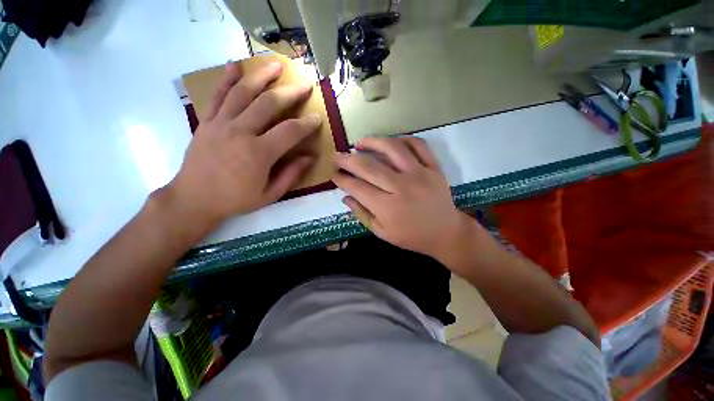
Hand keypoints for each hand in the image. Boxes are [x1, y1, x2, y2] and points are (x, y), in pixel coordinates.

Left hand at [165, 61, 321, 229]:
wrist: (194, 199)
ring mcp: (221, 123)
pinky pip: (217, 96)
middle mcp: (241, 132)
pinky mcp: (207, 121)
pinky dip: (226, 79)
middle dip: (290, 93)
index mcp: (259, 153)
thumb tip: (309, 158)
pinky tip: (235, 66)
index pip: (289, 131)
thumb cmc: (235, 199)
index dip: (306, 124)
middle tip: (305, 85)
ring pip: (243, 92)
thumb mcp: (270, 194)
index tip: (317, 118)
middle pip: (269, 104)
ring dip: (262, 76)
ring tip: (276, 65)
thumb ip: (291, 174)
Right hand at [332, 137, 471, 260]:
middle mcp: (401, 187)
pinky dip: (403, 139)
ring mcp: (420, 174)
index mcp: (387, 207)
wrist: (445, 233)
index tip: (334, 174)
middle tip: (338, 155)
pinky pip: (418, 145)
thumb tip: (345, 197)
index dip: (342, 179)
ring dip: (372, 142)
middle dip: (348, 159)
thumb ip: (362, 214)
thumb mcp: (382, 232)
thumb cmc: (411, 236)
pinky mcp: (434, 167)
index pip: (357, 187)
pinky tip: (391, 142)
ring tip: (360, 143)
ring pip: (392, 148)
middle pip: (369, 166)